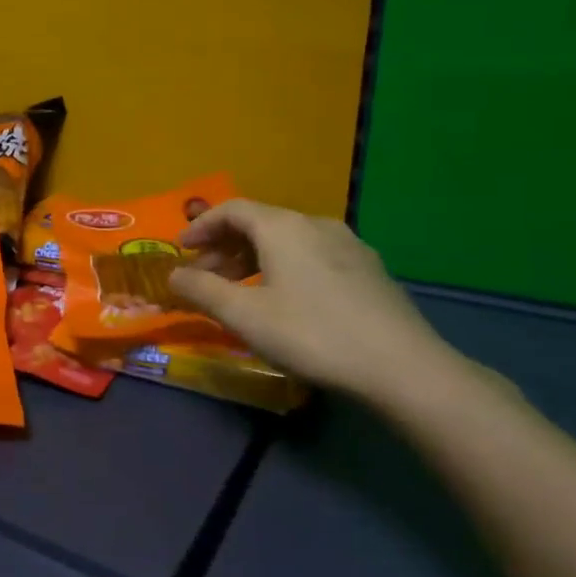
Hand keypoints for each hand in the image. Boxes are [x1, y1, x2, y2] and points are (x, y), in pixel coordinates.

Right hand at [167, 199, 450, 399]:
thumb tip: (173, 275)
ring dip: (252, 260)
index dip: (200, 226)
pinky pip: (311, 256)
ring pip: (287, 241)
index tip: (180, 250)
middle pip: (259, 224)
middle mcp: (316, 225)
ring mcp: (349, 246)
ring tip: (238, 292)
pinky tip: (283, 300)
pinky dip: (282, 268)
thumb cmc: (311, 333)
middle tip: (203, 278)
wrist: (402, 367)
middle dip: (224, 248)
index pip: (232, 210)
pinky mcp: (368, 271)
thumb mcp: (244, 315)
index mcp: (284, 227)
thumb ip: (202, 290)